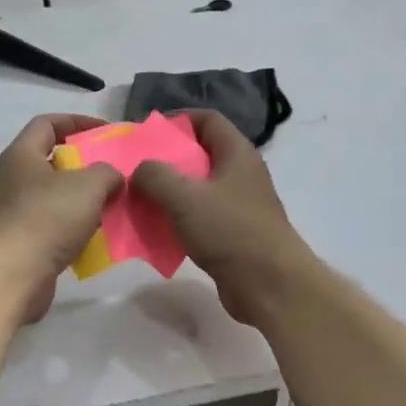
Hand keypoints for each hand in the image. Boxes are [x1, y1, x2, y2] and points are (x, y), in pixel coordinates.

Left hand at [0, 114, 122, 323]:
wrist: (11, 275)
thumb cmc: (46, 218)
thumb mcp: (87, 185)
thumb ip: (107, 172)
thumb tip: (112, 177)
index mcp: (22, 155)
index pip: (47, 123)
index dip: (77, 122)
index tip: (107, 133)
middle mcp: (15, 181)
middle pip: (54, 163)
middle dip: (86, 167)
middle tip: (116, 174)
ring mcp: (18, 215)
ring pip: (58, 199)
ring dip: (85, 202)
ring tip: (114, 206)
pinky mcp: (26, 245)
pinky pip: (58, 229)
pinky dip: (78, 231)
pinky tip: (99, 238)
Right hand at [132, 111, 313, 326]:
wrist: (269, 284)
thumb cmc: (230, 231)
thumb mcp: (185, 196)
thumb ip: (155, 176)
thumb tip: (140, 170)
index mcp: (237, 154)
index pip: (208, 120)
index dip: (178, 120)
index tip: (147, 133)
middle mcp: (241, 176)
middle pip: (200, 156)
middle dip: (167, 161)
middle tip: (135, 171)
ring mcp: (238, 208)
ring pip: (198, 191)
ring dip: (169, 195)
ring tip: (139, 202)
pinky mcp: (233, 237)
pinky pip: (200, 220)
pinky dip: (178, 222)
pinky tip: (157, 232)